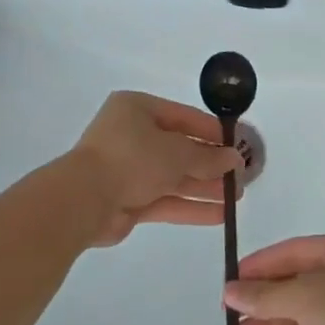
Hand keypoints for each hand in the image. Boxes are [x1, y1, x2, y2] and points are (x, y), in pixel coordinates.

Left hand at [67, 91, 243, 246]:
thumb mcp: (177, 152)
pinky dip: (189, 206)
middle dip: (210, 164)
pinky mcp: (127, 200)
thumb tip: (235, 160)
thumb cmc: (132, 158)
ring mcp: (128, 169)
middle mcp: (131, 135)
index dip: (211, 131)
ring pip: (173, 177)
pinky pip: (164, 200)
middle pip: (179, 148)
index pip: (183, 116)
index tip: (238, 144)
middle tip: (240, 175)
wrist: (83, 200)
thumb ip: (207, 157)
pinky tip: (219, 216)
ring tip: (236, 198)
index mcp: (137, 109)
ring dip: (204, 187)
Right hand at [223, 233, 324, 324]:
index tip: (231, 279)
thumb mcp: (306, 295)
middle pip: (295, 283)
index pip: (295, 251)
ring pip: (299, 314)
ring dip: (267, 324)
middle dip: (262, 298)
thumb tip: (229, 291)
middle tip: (228, 312)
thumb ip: (265, 295)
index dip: (262, 264)